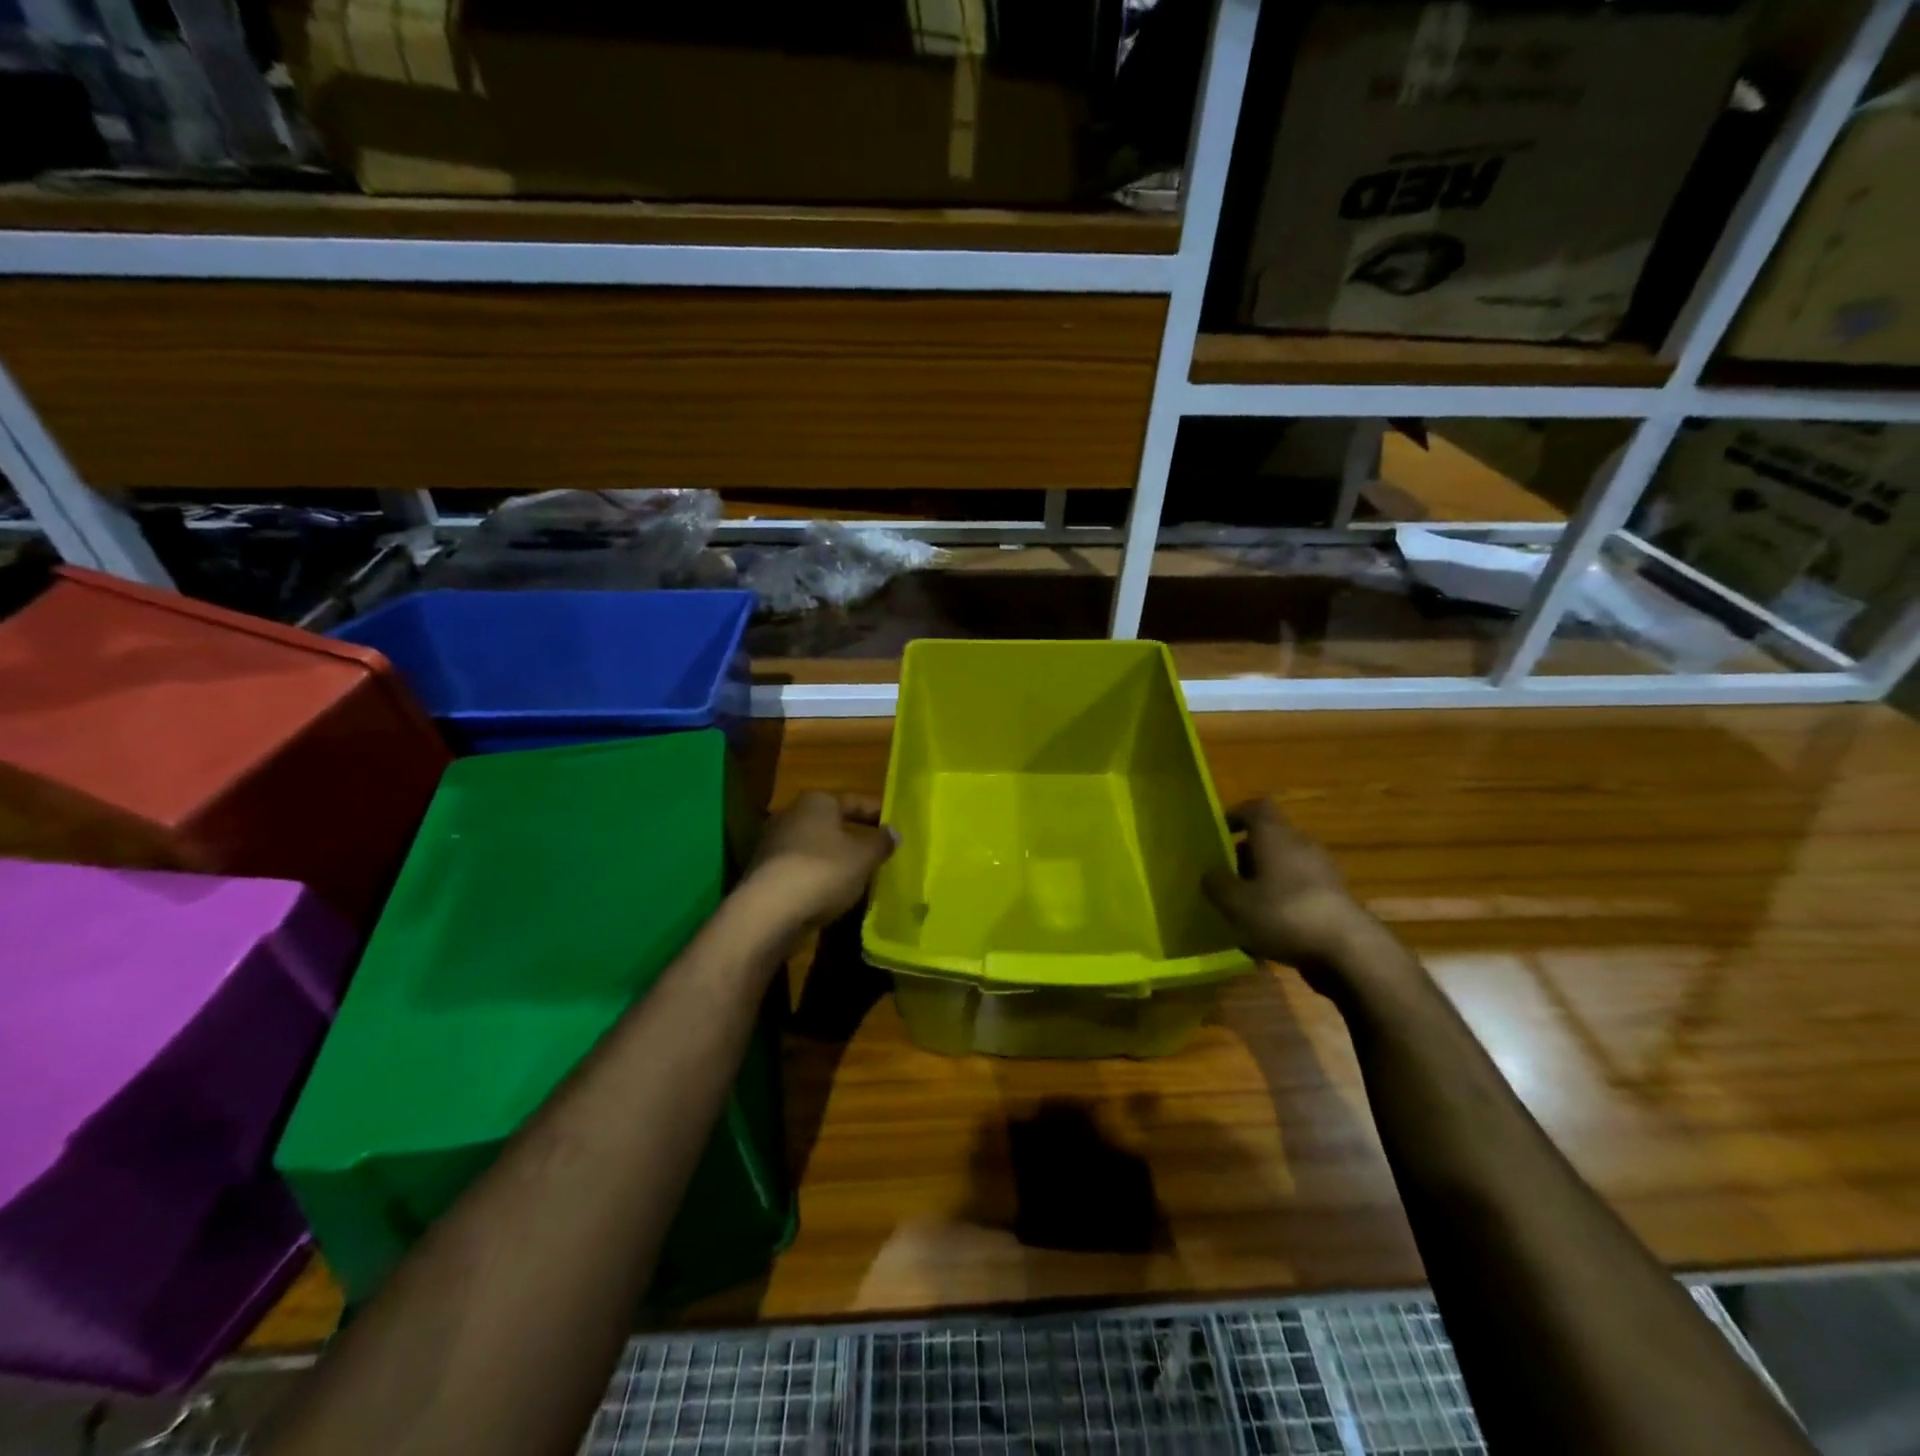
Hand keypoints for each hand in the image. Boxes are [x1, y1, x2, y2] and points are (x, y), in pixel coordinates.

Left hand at [747, 791, 896, 927]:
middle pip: (830, 823)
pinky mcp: (764, 874)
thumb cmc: (823, 871)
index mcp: (816, 801)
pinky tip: (832, 894)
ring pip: (814, 847)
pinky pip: (800, 869)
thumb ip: (881, 843)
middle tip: (878, 851)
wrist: (768, 911)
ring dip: (834, 859)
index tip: (894, 825)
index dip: (876, 812)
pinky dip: (817, 877)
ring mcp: (773, 844)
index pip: (854, 800)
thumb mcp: (863, 857)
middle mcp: (791, 815)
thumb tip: (893, 832)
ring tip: (858, 875)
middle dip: (853, 835)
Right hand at [1204, 799, 1380, 974]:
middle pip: (1270, 839)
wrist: (1351, 952)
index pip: (1256, 808)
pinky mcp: (1335, 900)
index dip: (1235, 816)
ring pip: (1285, 867)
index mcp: (1276, 836)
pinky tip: (1270, 931)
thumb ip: (1216, 884)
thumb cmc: (1284, 914)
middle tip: (1225, 878)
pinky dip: (1283, 903)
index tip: (1217, 833)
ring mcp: (1323, 873)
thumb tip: (1210, 873)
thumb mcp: (1235, 902)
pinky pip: (1300, 892)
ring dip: (1264, 882)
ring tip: (1244, 908)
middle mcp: (1302, 846)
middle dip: (1246, 856)